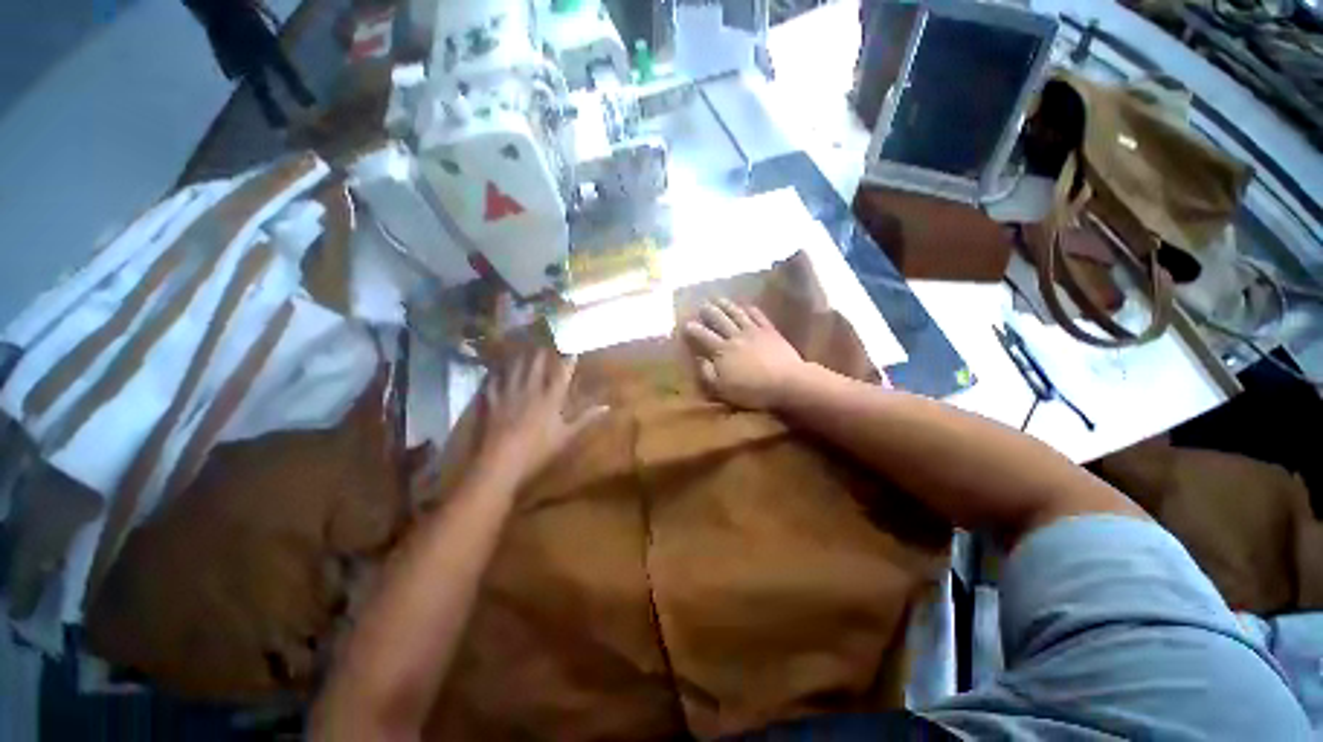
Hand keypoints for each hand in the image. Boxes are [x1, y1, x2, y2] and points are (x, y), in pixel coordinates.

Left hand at [478, 349, 608, 484]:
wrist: (500, 461)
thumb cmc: (537, 450)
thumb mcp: (566, 436)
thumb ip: (586, 419)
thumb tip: (607, 407)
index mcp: (550, 398)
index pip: (562, 373)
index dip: (567, 360)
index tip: (572, 349)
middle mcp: (530, 389)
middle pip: (536, 364)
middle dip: (542, 350)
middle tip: (545, 339)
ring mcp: (509, 392)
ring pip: (515, 367)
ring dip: (520, 355)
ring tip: (523, 343)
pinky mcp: (492, 399)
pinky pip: (494, 380)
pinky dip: (497, 371)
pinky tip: (497, 365)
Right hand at [683, 299, 806, 410]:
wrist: (787, 382)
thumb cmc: (752, 390)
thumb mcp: (722, 389)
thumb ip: (707, 374)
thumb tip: (699, 359)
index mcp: (721, 351)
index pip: (703, 336)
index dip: (693, 329)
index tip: (686, 323)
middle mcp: (735, 336)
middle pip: (719, 319)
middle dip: (708, 311)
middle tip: (701, 305)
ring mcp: (753, 331)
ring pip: (736, 314)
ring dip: (726, 305)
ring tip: (718, 299)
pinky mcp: (770, 331)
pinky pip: (758, 316)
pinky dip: (751, 309)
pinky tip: (746, 306)